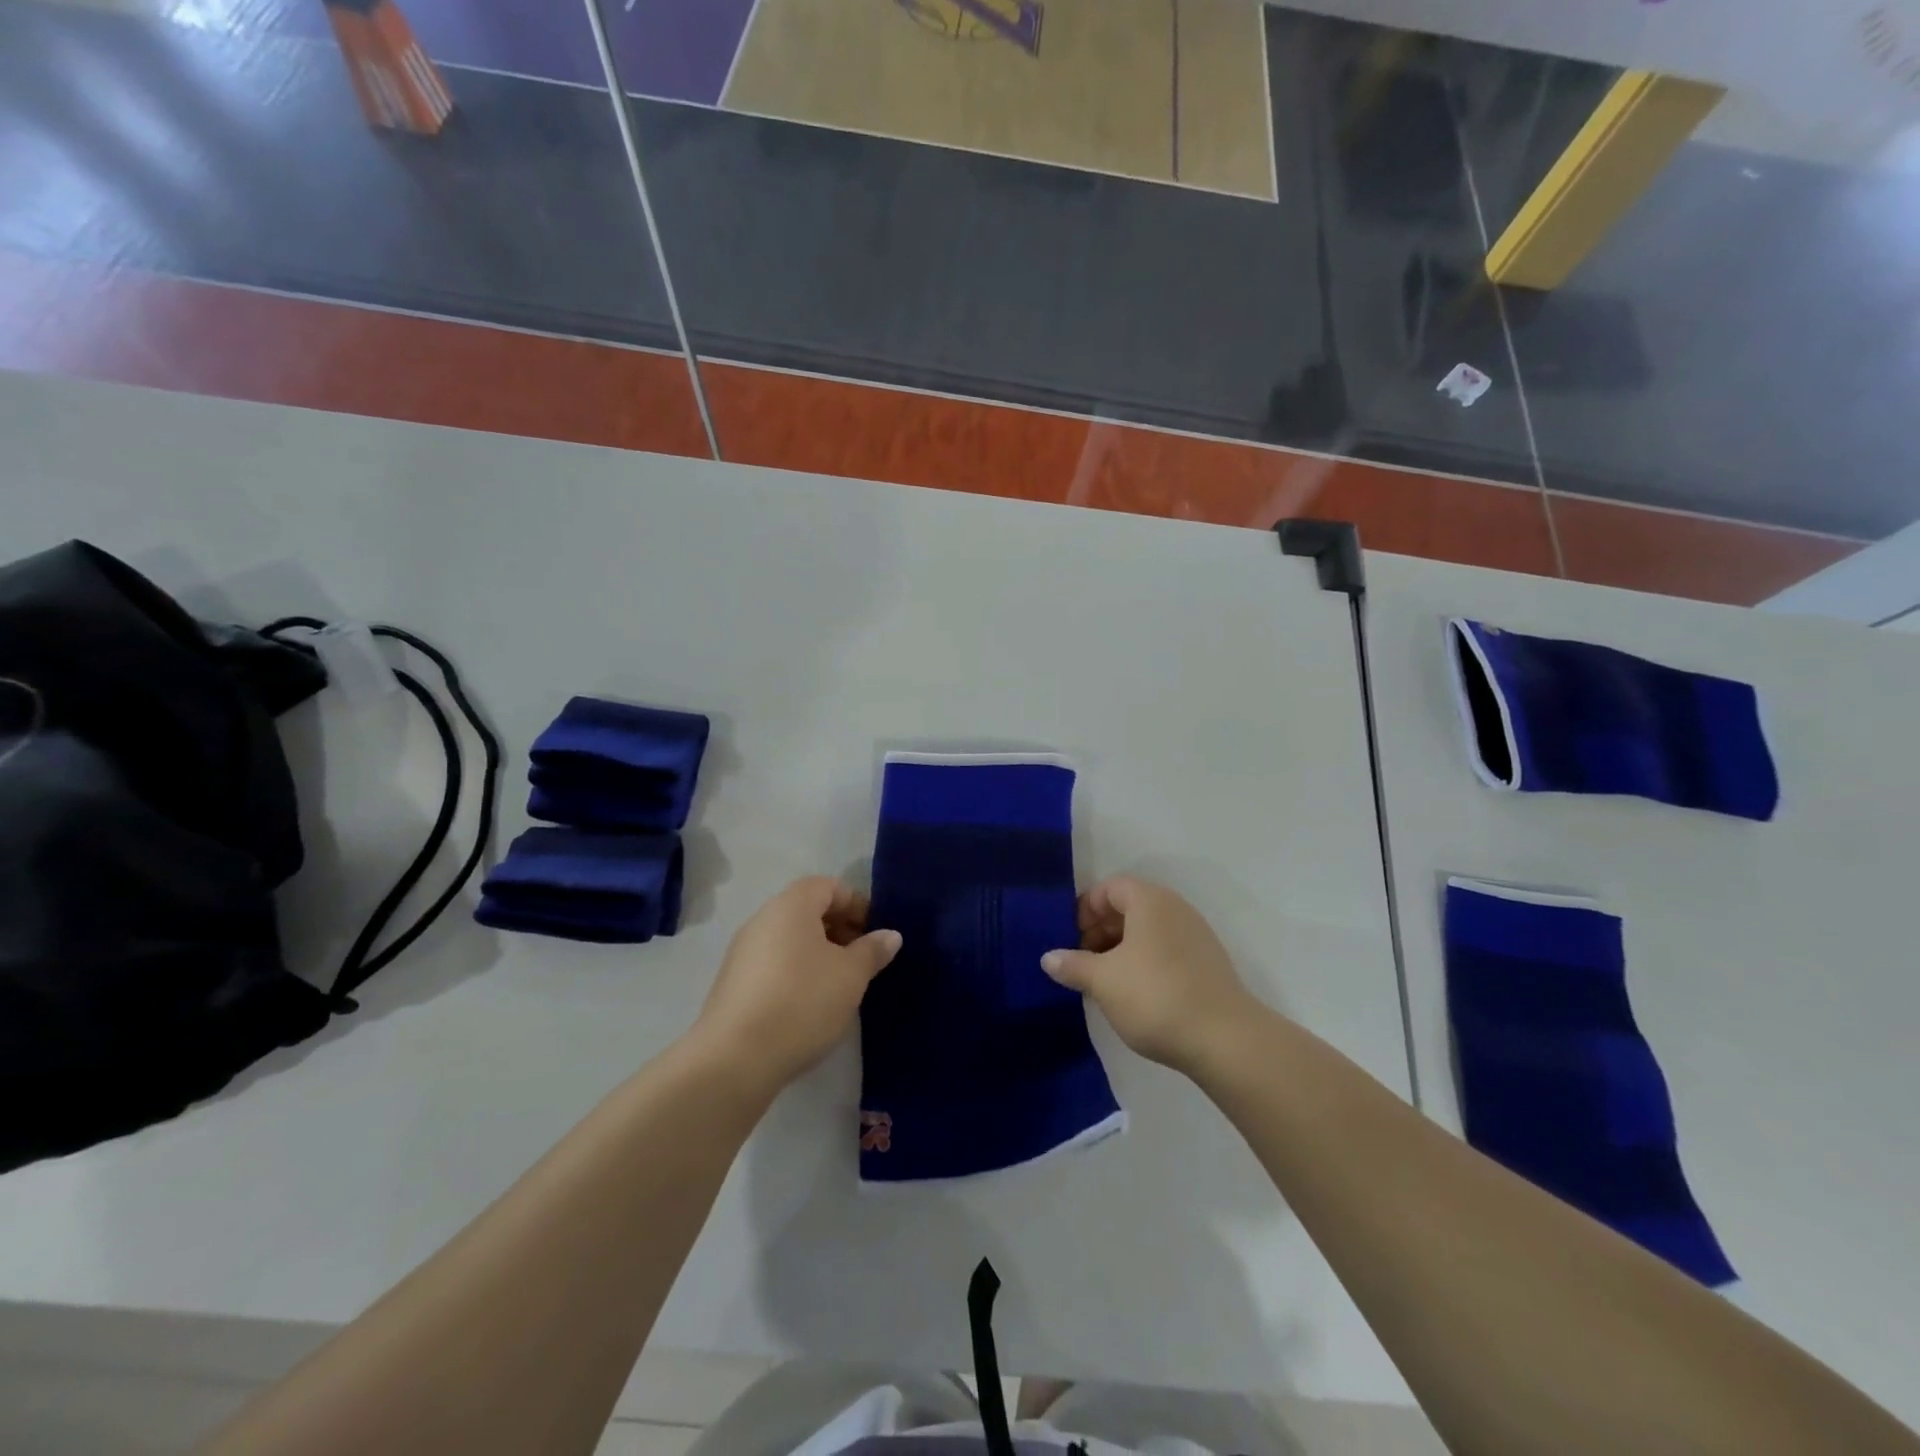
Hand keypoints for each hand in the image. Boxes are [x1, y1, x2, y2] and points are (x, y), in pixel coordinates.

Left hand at [692, 878, 901, 1095]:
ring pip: (790, 939)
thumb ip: (872, 950)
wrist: (735, 1060)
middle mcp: (762, 920)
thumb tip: (890, 935)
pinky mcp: (733, 983)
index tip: (877, 933)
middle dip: (840, 929)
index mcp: (790, 906)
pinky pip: (774, 963)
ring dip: (819, 952)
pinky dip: (797, 971)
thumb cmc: (802, 1002)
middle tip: (863, 959)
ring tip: (841, 984)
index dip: (857, 904)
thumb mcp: (851, 976)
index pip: (829, 886)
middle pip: (808, 910)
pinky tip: (810, 1004)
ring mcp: (742, 952)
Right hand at [1042, 876, 1257, 1075]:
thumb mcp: (1103, 981)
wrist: (1225, 1040)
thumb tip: (1049, 957)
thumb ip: (1073, 964)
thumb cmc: (1155, 997)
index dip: (1085, 909)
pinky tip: (1133, 994)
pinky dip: (1143, 962)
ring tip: (1103, 982)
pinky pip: (1164, 950)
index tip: (1069, 939)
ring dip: (1119, 949)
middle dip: (1099, 931)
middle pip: (1128, 907)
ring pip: (1147, 931)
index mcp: (1150, 901)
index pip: (1110, 888)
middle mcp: (1175, 909)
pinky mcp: (1206, 963)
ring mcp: (1195, 935)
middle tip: (1081, 962)